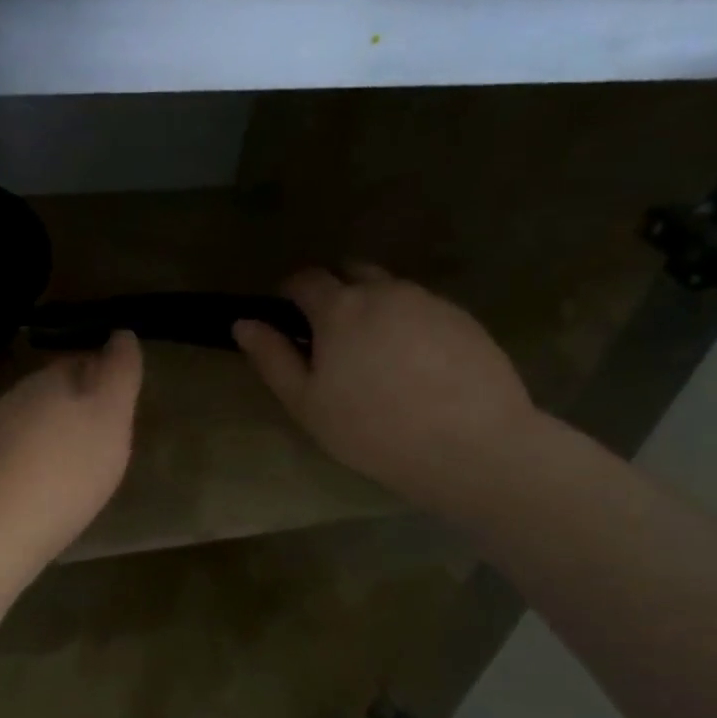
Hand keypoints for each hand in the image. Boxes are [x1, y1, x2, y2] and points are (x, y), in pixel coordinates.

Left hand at [0, 330, 142, 564]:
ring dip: (61, 433)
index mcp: (50, 377)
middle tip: (109, 433)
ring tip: (86, 462)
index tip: (123, 401)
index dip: (106, 376)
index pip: (82, 360)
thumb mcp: (111, 413)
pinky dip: (44, 459)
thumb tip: (121, 334)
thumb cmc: (68, 465)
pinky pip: (25, 451)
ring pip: (39, 420)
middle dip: (83, 404)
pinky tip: (55, 483)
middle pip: (58, 390)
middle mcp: (19, 396)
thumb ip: (119, 371)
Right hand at [234, 266, 538, 515]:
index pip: (305, 279)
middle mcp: (385, 291)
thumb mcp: (306, 402)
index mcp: (340, 308)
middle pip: (351, 271)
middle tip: (330, 336)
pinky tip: (414, 367)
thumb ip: (272, 357)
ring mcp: (429, 301)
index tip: (286, 318)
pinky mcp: (464, 319)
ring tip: (375, 356)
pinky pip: (423, 309)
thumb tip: (244, 322)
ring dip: (373, 308)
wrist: (472, 446)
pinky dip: (408, 325)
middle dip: (334, 291)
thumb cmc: (372, 429)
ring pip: (390, 289)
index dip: (289, 293)